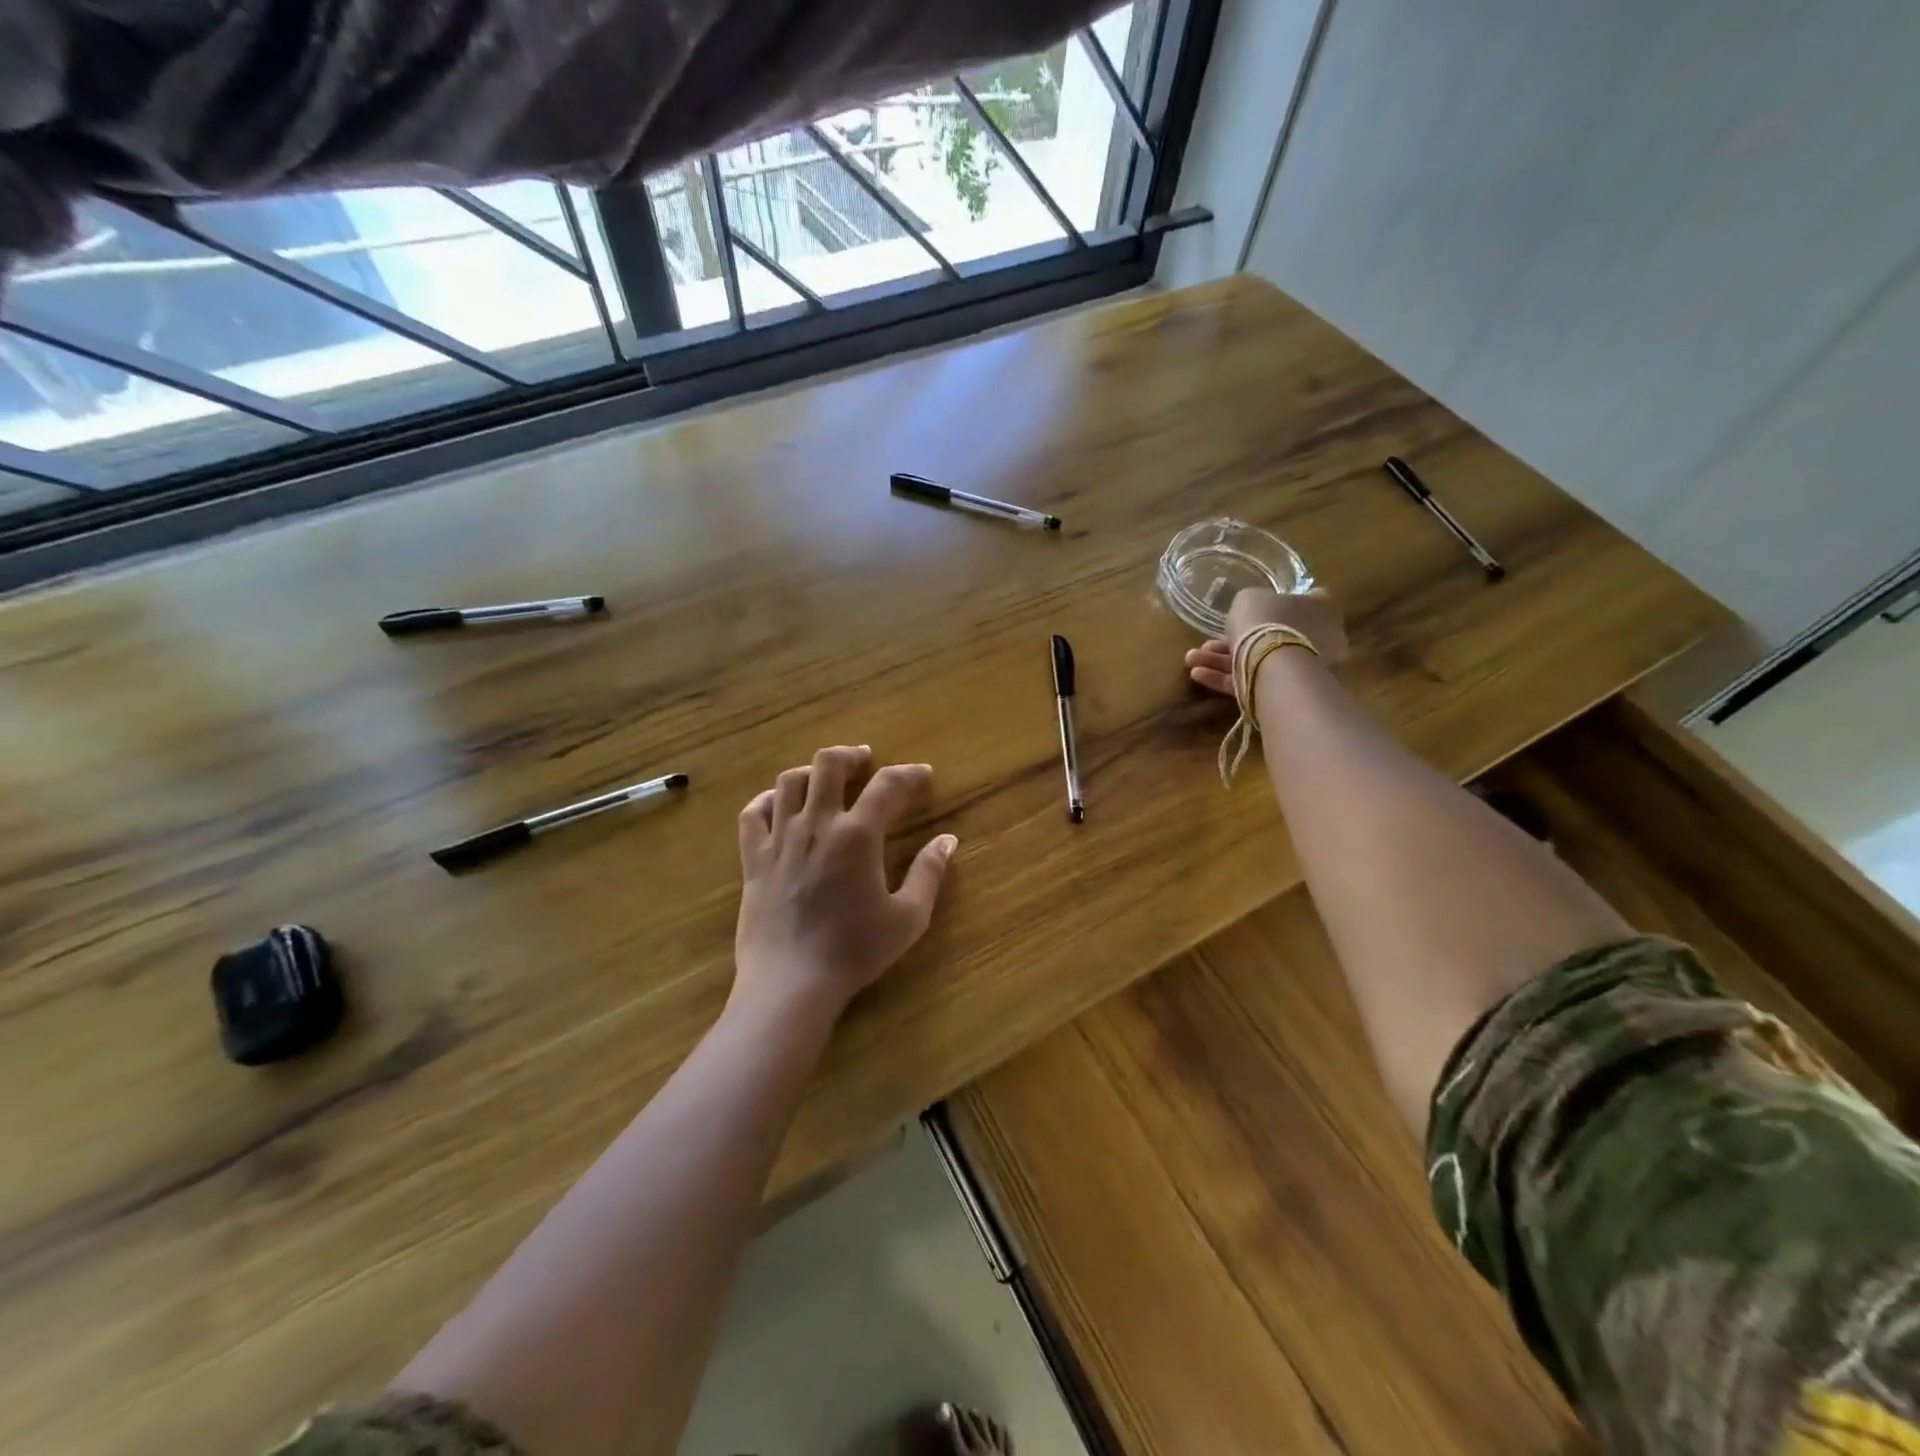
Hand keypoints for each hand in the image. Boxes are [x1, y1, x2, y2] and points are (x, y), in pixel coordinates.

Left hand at [734, 746, 957, 1020]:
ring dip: (811, 771)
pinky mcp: (753, 858)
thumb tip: (948, 840)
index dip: (909, 774)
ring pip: (788, 781)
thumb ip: (929, 873)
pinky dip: (768, 800)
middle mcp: (816, 825)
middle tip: (865, 761)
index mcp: (857, 835)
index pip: (887, 785)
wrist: (790, 983)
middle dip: (851, 756)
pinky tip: (779, 804)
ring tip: (825, 779)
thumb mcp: (907, 917)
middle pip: (828, 765)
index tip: (923, 774)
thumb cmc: (854, 951)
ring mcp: (779, 839)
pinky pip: (753, 814)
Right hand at [1185, 587, 1348, 694]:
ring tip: (1192, 659)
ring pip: (1257, 660)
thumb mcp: (1249, 598)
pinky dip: (1226, 678)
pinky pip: (1253, 681)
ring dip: (1222, 660)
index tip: (1256, 606)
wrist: (1276, 666)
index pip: (1308, 598)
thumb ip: (1252, 603)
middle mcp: (1318, 637)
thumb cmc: (1267, 621)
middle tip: (1207, 642)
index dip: (1281, 601)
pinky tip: (1198, 675)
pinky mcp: (1287, 692)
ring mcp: (1304, 668)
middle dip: (1237, 638)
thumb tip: (1253, 610)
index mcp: (1319, 607)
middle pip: (1274, 635)